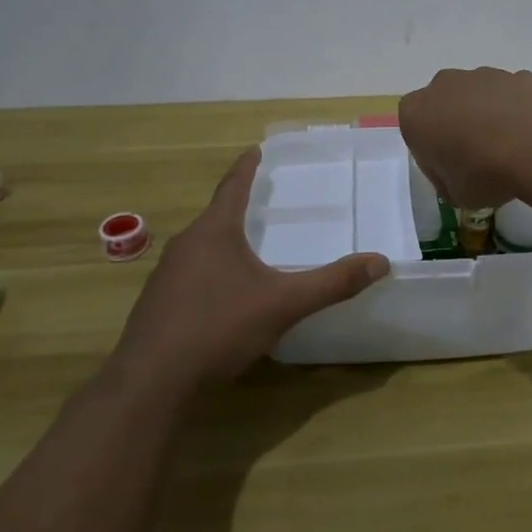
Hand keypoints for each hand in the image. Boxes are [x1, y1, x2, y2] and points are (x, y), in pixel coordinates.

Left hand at [109, 149, 388, 391]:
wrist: (151, 382)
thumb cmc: (218, 328)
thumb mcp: (283, 304)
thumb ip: (332, 283)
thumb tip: (380, 262)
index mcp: (214, 232)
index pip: (233, 186)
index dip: (247, 167)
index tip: (255, 149)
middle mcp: (186, 245)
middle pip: (216, 216)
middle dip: (239, 206)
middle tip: (263, 200)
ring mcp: (166, 275)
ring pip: (201, 247)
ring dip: (224, 241)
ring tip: (248, 246)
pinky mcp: (158, 304)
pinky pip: (191, 274)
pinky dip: (212, 271)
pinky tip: (224, 294)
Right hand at [398, 67, 531, 207]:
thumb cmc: (484, 172)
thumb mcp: (456, 196)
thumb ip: (449, 182)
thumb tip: (459, 176)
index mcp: (417, 113)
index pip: (416, 133)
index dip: (434, 156)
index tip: (452, 174)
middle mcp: (445, 85)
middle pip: (447, 107)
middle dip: (460, 128)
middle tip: (479, 161)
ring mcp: (484, 75)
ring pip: (481, 98)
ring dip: (491, 119)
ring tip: (512, 152)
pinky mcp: (520, 74)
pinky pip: (513, 97)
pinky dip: (521, 114)